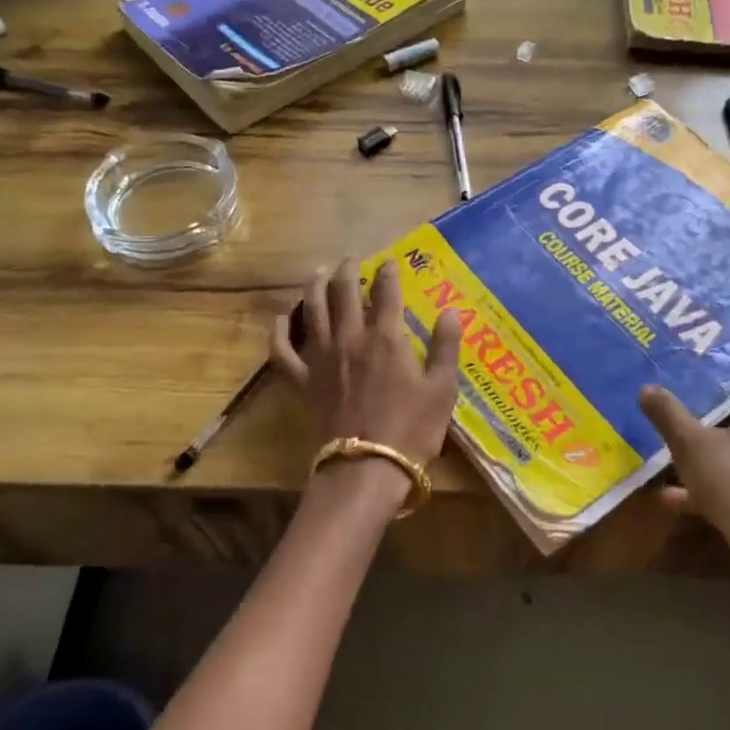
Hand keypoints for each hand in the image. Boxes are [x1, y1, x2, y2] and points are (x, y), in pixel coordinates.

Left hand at [271, 258, 461, 475]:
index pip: (386, 291)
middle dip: (347, 270)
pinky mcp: (301, 381)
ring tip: (318, 273)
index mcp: (386, 337)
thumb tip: (451, 310)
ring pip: (312, 309)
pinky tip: (281, 319)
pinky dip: (279, 331)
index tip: (390, 261)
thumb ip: (445, 346)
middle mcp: (350, 337)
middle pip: (343, 292)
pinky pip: (282, 350)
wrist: (367, 468)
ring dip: (314, 286)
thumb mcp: (442, 388)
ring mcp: (320, 357)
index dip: (388, 272)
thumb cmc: (412, 429)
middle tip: (350, 260)